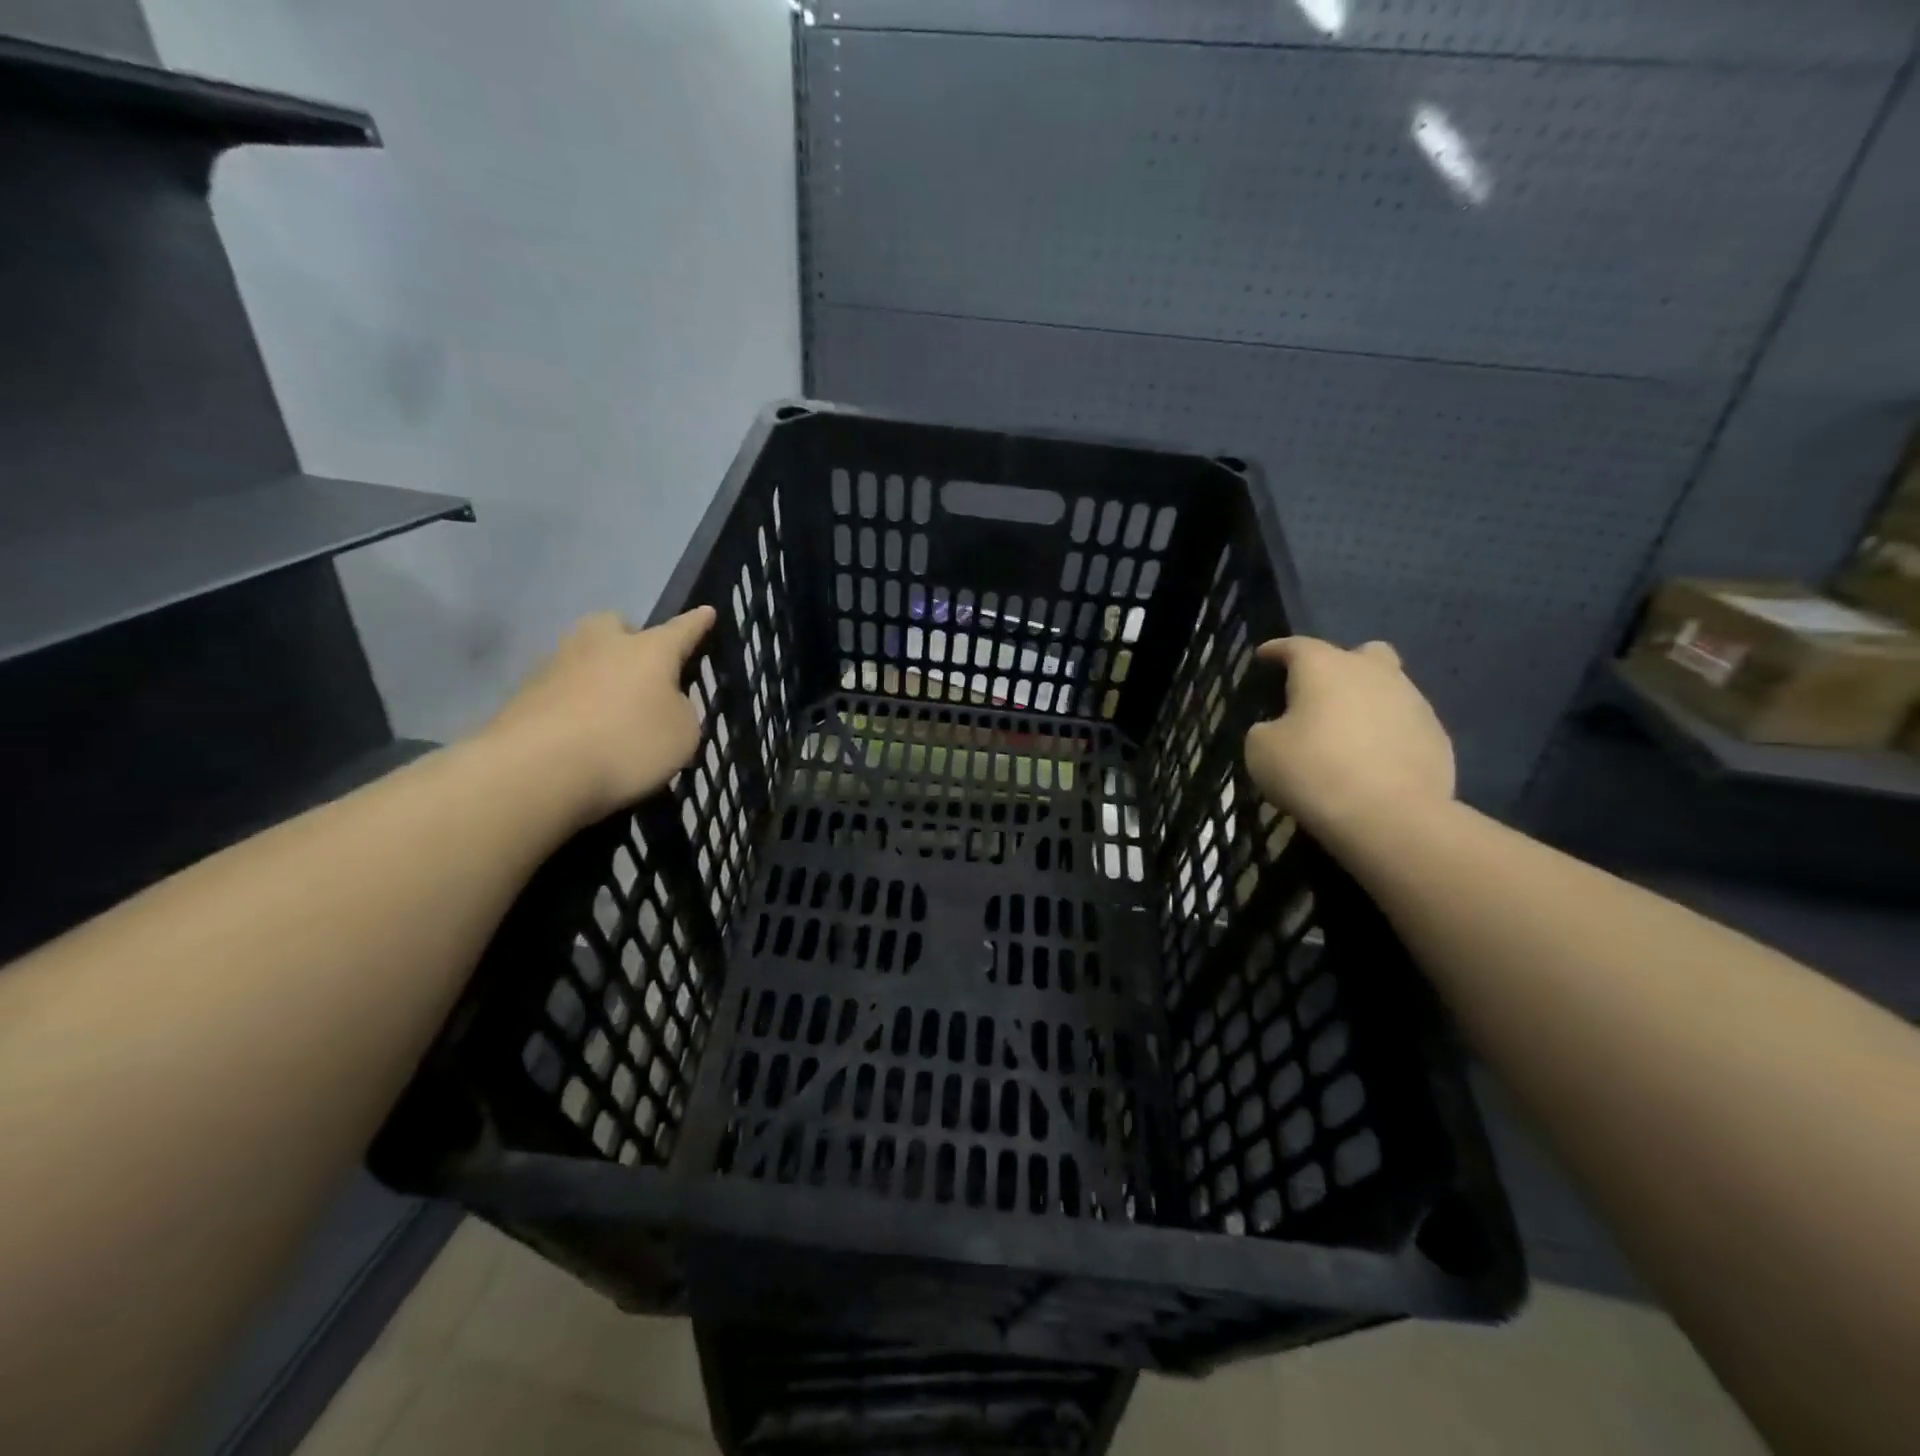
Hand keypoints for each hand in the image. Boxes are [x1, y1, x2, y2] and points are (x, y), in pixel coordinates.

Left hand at [483, 607, 716, 825]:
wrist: (536, 769)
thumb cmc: (627, 744)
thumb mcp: (682, 735)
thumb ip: (680, 712)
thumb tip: (662, 703)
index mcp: (649, 650)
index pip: (681, 629)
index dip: (697, 623)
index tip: (707, 612)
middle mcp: (602, 645)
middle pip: (616, 625)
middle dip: (629, 638)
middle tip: (639, 668)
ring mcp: (557, 665)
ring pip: (584, 655)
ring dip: (598, 672)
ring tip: (609, 709)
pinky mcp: (525, 694)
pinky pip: (560, 689)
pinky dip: (573, 703)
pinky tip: (580, 732)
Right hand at [1243, 637, 1454, 844]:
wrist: (1389, 815)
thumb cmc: (1313, 771)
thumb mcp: (1262, 750)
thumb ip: (1267, 729)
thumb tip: (1280, 728)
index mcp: (1325, 667)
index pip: (1296, 646)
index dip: (1276, 650)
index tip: (1263, 657)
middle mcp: (1373, 672)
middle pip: (1360, 653)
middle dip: (1341, 666)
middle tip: (1321, 694)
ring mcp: (1413, 702)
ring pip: (1389, 687)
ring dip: (1367, 702)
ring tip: (1347, 734)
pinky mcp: (1437, 736)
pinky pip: (1405, 724)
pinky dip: (1388, 734)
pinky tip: (1373, 761)